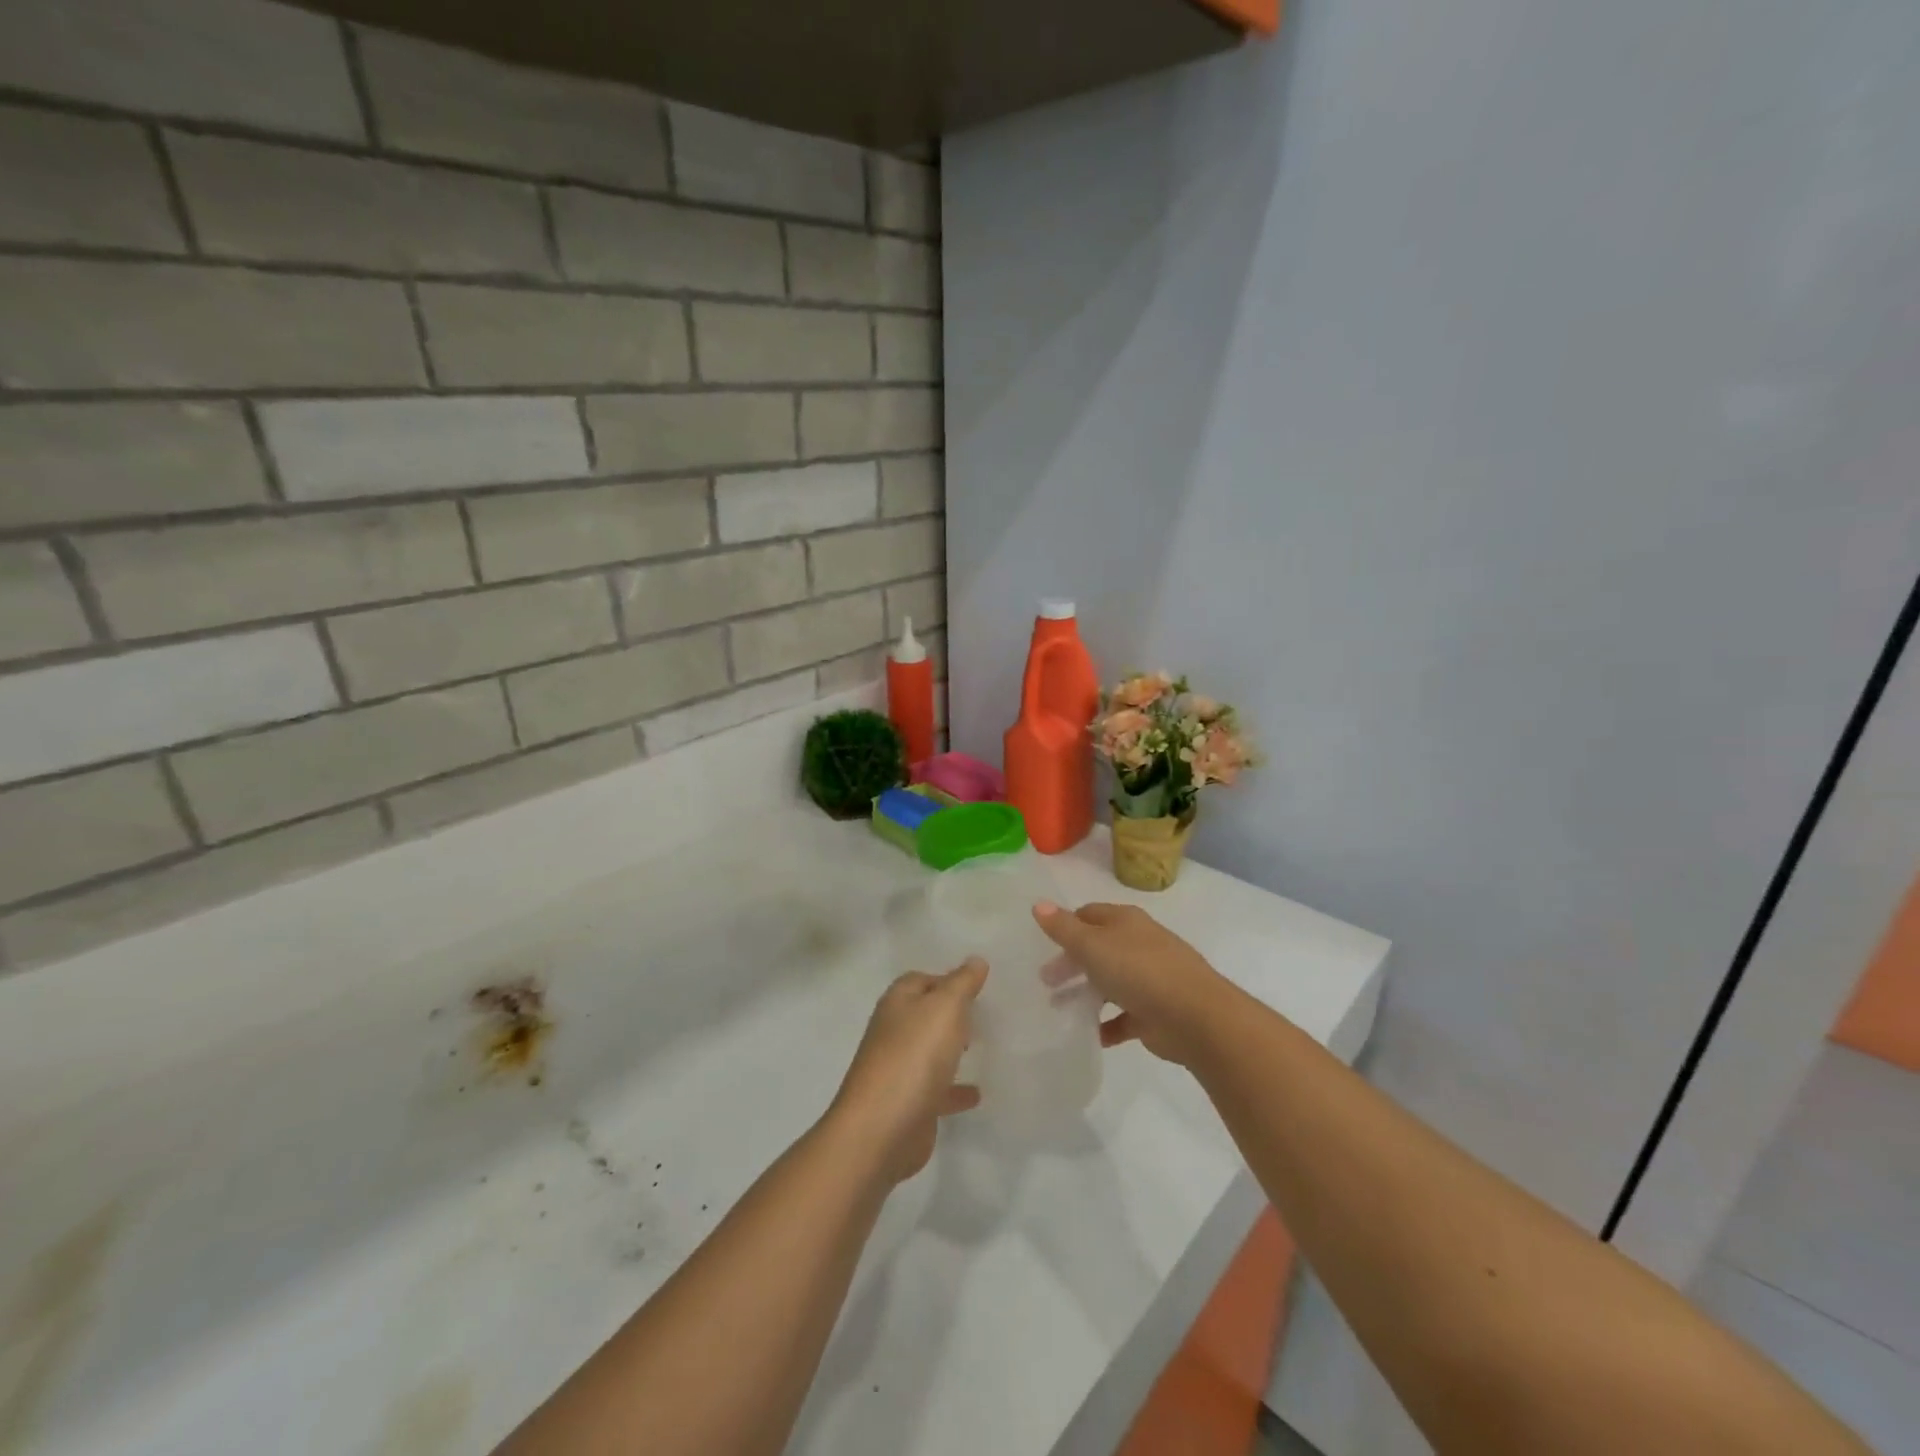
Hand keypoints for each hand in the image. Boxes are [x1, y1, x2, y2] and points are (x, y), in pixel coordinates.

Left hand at [829, 959, 986, 1181]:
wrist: (881, 1130)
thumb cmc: (913, 1057)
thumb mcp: (945, 1008)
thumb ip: (962, 984)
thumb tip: (975, 960)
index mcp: (897, 1004)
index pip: (919, 980)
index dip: (945, 979)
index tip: (975, 986)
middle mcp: (893, 1033)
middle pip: (922, 1014)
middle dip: (948, 1013)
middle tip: (980, 1013)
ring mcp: (898, 1070)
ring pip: (928, 1051)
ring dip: (950, 1049)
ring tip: (980, 1047)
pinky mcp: (908, 1105)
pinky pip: (936, 1090)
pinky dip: (955, 1089)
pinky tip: (977, 1094)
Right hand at [1034, 902, 1237, 1066]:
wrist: (1196, 1017)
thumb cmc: (1139, 971)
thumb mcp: (1093, 945)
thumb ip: (1063, 928)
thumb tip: (1038, 904)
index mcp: (1125, 922)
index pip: (1089, 915)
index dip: (1066, 926)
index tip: (1043, 945)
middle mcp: (1138, 945)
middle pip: (1098, 949)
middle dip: (1072, 963)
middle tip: (1046, 981)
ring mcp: (1150, 979)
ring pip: (1110, 982)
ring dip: (1086, 994)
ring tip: (1059, 1009)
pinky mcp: (1155, 1012)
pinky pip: (1124, 1017)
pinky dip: (1107, 1024)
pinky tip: (1091, 1035)